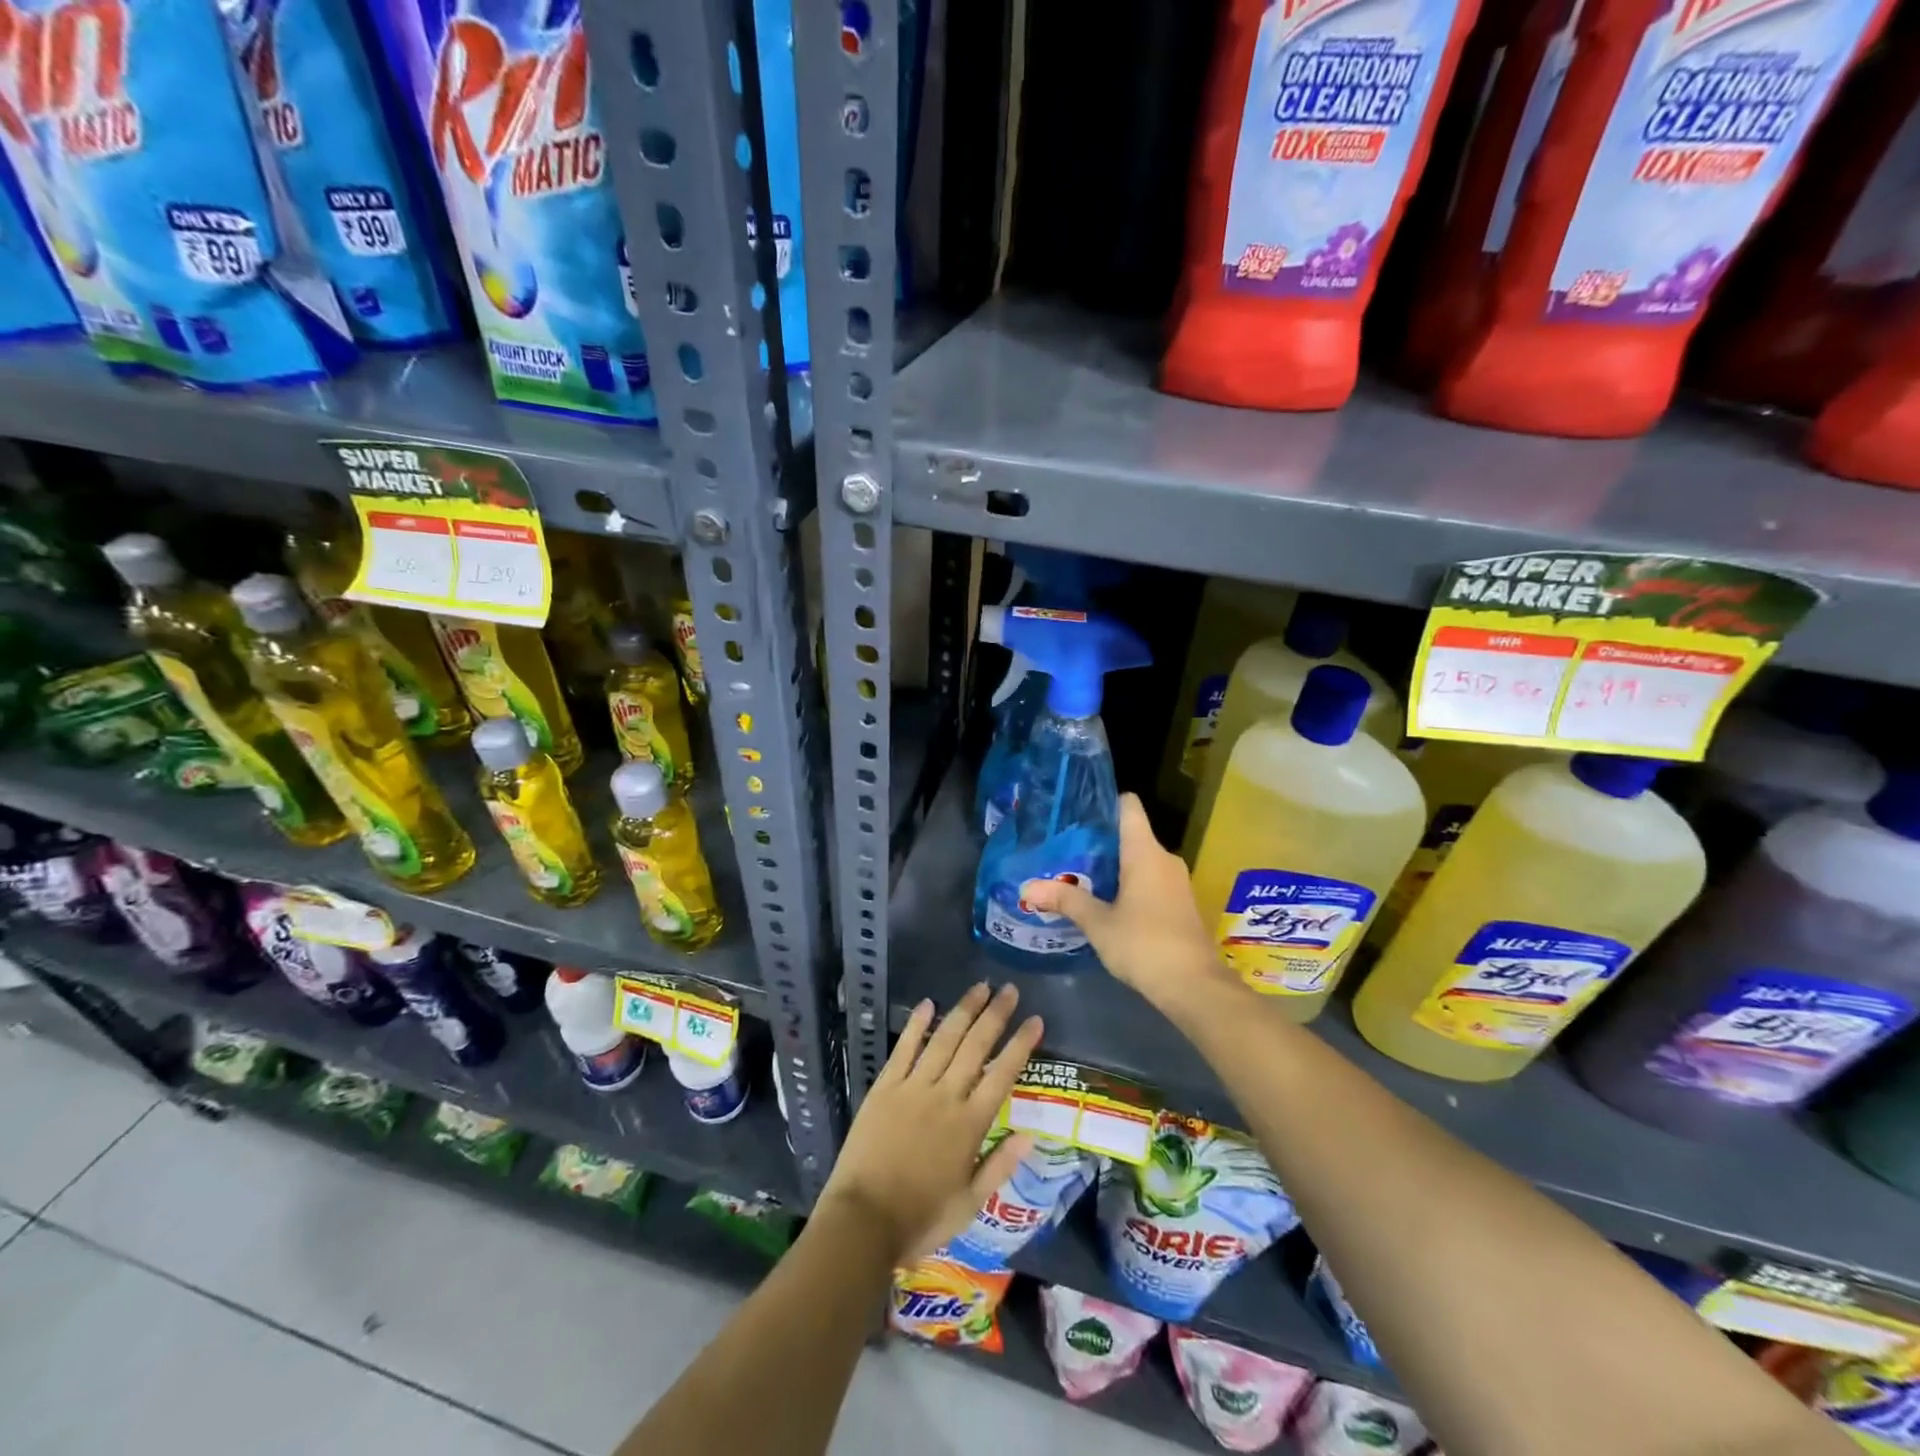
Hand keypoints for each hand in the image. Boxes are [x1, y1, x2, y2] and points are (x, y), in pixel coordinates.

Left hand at [818, 983, 1043, 1265]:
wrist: (863, 1221)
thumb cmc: (921, 1218)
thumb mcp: (970, 1204)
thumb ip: (999, 1165)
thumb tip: (1029, 1134)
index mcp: (970, 1125)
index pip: (1002, 1074)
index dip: (1020, 1045)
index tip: (1035, 1020)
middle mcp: (946, 1097)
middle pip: (975, 1047)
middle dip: (995, 1015)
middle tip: (1010, 990)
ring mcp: (913, 1088)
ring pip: (944, 1040)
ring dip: (963, 1011)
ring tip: (980, 987)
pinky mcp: (885, 1087)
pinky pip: (904, 1049)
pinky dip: (917, 1026)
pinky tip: (928, 1004)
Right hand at [1019, 793, 1230, 1010]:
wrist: (1195, 987)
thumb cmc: (1144, 944)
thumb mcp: (1098, 923)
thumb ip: (1065, 900)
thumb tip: (1026, 888)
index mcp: (1145, 852)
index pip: (1128, 806)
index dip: (1103, 803)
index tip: (1076, 813)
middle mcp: (1164, 859)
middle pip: (1130, 834)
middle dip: (1099, 842)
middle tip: (1064, 850)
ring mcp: (1176, 882)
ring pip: (1140, 860)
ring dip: (1113, 867)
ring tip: (1078, 876)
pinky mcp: (1180, 904)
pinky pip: (1150, 880)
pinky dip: (1128, 884)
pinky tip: (1105, 903)